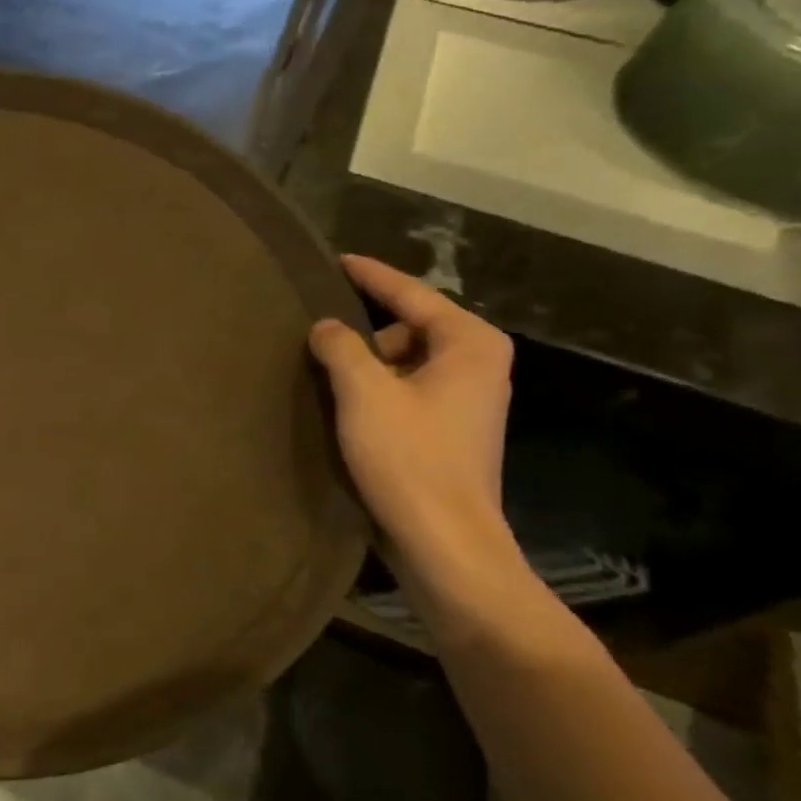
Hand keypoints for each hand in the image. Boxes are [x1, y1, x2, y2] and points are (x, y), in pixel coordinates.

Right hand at [308, 255, 515, 572]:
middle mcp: (479, 364)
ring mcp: (469, 401)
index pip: (412, 294)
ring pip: (407, 362)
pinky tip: (348, 409)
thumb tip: (326, 327)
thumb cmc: (409, 457)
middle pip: (410, 328)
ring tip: (329, 381)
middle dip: (366, 333)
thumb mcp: (364, 393)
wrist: (445, 540)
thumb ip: (341, 346)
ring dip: (369, 367)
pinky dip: (379, 391)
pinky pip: (409, 390)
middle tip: (322, 344)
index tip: (337, 260)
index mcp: (470, 344)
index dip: (371, 275)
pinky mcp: (453, 431)